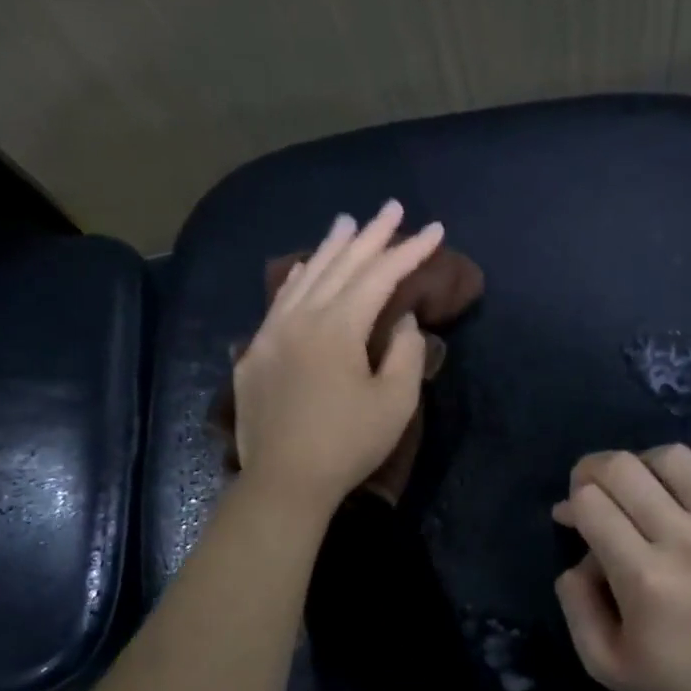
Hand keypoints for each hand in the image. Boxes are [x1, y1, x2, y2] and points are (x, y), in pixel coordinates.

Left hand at [232, 201, 444, 517]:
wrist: (285, 482)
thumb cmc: (348, 444)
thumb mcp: (395, 402)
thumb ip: (406, 352)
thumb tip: (403, 320)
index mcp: (338, 327)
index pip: (379, 276)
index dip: (410, 252)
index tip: (435, 230)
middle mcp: (301, 318)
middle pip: (341, 266)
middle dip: (371, 236)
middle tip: (392, 208)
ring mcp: (271, 334)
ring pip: (306, 278)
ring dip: (331, 248)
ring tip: (348, 222)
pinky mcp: (255, 355)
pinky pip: (280, 302)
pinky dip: (298, 280)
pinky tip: (305, 268)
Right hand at [551, 446, 690, 690]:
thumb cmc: (690, 689)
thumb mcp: (609, 668)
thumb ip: (578, 609)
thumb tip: (576, 561)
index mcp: (643, 577)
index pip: (591, 502)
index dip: (572, 502)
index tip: (572, 520)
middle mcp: (683, 539)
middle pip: (623, 467)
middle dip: (593, 470)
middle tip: (595, 492)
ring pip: (673, 457)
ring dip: (643, 464)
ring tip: (644, 489)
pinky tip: (690, 490)